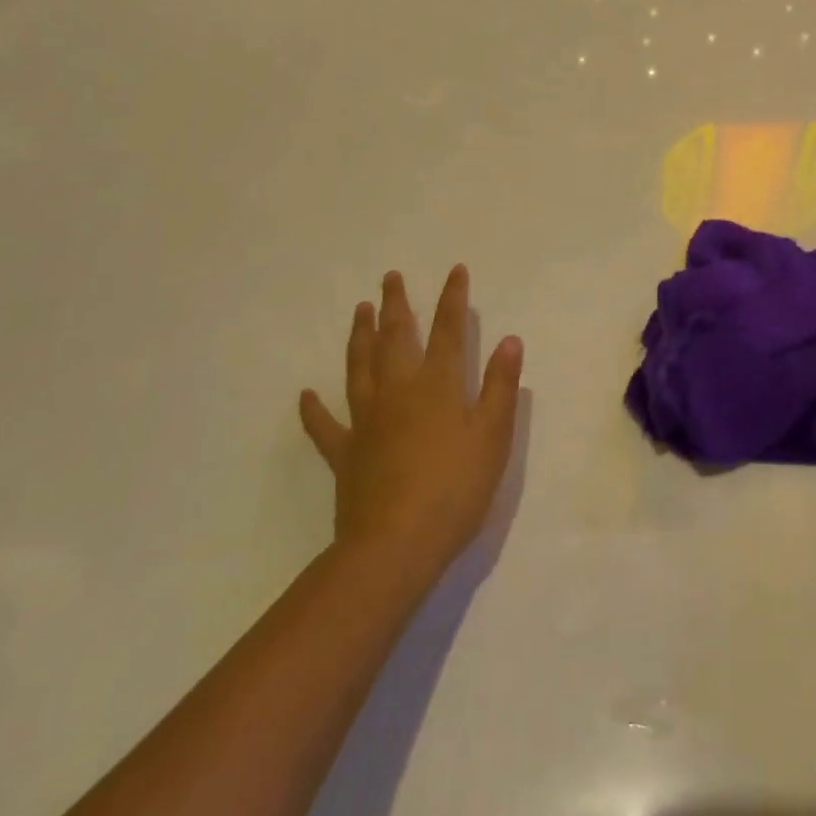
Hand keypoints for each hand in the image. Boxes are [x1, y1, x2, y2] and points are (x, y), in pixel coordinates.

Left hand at [299, 266, 522, 579]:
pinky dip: (314, 409)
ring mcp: (367, 420)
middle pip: (396, 338)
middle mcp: (399, 391)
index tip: (454, 270)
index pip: (449, 331)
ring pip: (360, 367)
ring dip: (360, 336)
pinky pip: (325, 425)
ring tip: (359, 311)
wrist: (396, 545)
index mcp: (438, 385)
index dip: (453, 299)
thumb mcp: (493, 436)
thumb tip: (510, 340)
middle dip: (397, 305)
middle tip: (390, 277)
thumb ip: (501, 386)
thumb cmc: (455, 488)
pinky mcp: (346, 452)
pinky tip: (306, 395)